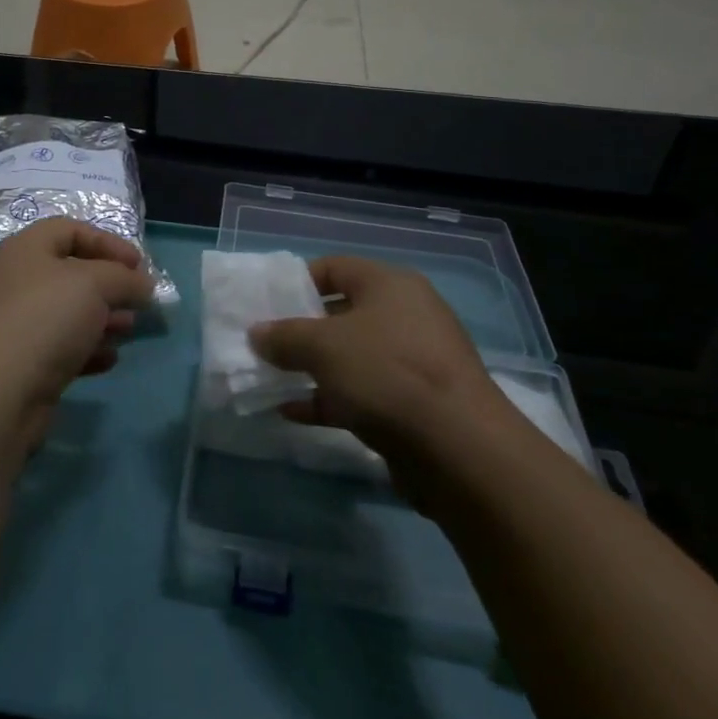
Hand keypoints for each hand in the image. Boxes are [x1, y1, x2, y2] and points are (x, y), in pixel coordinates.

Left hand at [0, 218, 154, 433]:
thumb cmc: (45, 319)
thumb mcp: (95, 284)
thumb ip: (125, 278)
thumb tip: (143, 284)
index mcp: (24, 249)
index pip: (70, 229)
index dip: (107, 242)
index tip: (138, 265)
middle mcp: (15, 280)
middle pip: (70, 272)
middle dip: (109, 285)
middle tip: (138, 301)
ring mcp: (14, 323)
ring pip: (67, 312)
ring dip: (102, 318)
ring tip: (128, 330)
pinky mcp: (19, 362)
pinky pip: (59, 346)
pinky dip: (86, 349)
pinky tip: (109, 359)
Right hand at [249, 256, 512, 511]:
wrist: (460, 450)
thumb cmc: (386, 373)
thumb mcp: (323, 347)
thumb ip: (284, 336)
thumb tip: (257, 333)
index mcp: (390, 285)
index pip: (335, 267)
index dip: (299, 282)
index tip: (268, 304)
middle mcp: (406, 315)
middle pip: (343, 313)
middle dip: (302, 330)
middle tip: (267, 344)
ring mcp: (414, 362)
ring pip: (352, 357)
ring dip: (313, 368)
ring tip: (273, 378)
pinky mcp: (416, 405)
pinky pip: (363, 392)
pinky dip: (329, 399)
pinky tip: (293, 412)